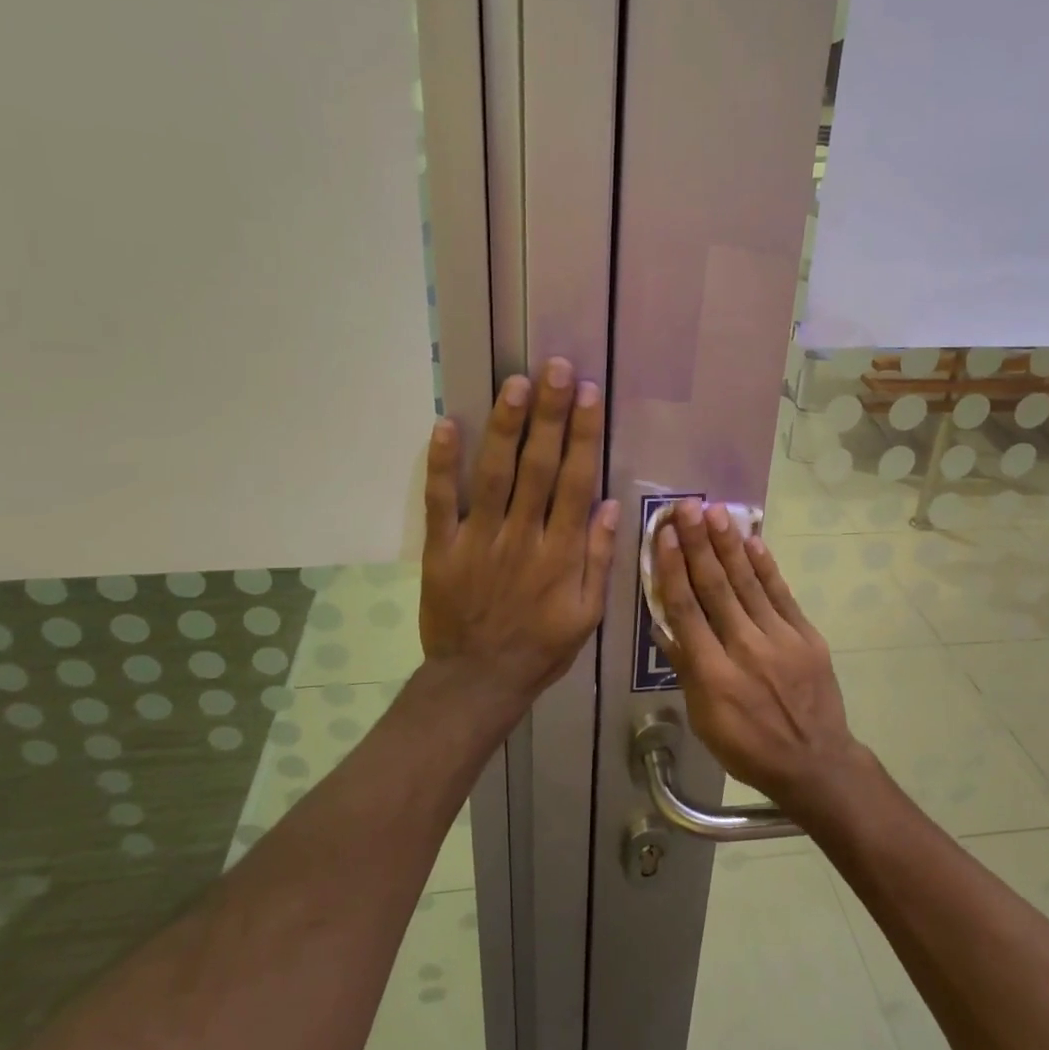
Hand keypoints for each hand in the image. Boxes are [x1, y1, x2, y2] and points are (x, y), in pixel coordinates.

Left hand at [419, 358, 619, 714]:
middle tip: (555, 369)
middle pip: (537, 467)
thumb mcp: (586, 614)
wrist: (478, 681)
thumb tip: (607, 504)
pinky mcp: (442, 549)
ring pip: (494, 475)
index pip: (575, 482)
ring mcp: (478, 540)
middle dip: (549, 415)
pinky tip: (446, 424)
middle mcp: (522, 537)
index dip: (582, 435)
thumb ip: (598, 559)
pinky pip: (440, 501)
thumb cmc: (540, 647)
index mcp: (561, 553)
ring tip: (515, 383)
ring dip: (505, 427)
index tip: (588, 394)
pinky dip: (442, 464)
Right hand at [652, 500, 866, 809]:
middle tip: (686, 507)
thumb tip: (664, 626)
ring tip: (715, 512)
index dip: (674, 570)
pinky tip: (752, 541)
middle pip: (716, 589)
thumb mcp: (704, 720)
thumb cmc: (749, 747)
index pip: (687, 612)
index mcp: (714, 675)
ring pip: (748, 584)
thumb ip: (685, 671)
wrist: (816, 763)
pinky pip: (782, 595)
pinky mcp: (807, 637)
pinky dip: (766, 567)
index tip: (666, 536)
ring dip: (729, 546)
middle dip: (699, 544)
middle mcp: (746, 650)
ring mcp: (781, 641)